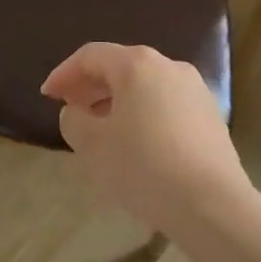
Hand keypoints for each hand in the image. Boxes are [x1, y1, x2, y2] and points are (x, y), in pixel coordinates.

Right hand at [42, 42, 250, 236]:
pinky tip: (136, 142)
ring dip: (117, 101)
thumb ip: (73, 120)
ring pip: (145, 86)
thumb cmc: (144, 167)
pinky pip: (166, 104)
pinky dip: (143, 113)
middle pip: (120, 66)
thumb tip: (77, 111)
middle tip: (71, 109)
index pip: (90, 56)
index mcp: (137, 64)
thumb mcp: (92, 145)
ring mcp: (195, 90)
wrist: (213, 206)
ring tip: (101, 128)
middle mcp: (168, 66)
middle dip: (91, 86)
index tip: (47, 96)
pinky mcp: (211, 116)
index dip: (64, 73)